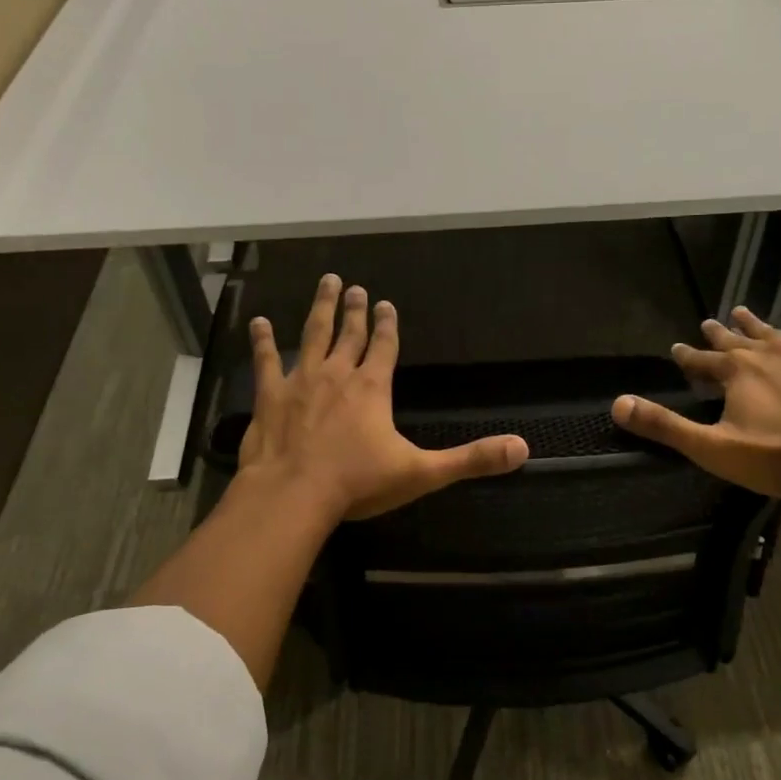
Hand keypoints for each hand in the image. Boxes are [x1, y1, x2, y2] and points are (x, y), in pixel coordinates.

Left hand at [239, 274, 528, 519]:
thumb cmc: (358, 483)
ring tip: (326, 284)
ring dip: (321, 309)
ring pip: (312, 335)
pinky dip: (262, 341)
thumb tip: (522, 449)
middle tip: (354, 286)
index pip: (384, 347)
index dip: (386, 326)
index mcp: (372, 388)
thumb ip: (471, 459)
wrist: (294, 495)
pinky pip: (265, 361)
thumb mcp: (422, 473)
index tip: (384, 304)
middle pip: (349, 334)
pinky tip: (259, 322)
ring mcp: (300, 381)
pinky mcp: (270, 396)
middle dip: (354, 310)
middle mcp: (338, 375)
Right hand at [611, 307, 780, 500]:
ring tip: (744, 312)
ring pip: (774, 333)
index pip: (702, 360)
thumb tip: (618, 404)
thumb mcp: (711, 448)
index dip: (687, 356)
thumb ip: (665, 426)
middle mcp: (768, 353)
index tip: (676, 349)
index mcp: (736, 372)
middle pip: (736, 340)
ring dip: (757, 324)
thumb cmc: (777, 456)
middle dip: (719, 334)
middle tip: (707, 322)